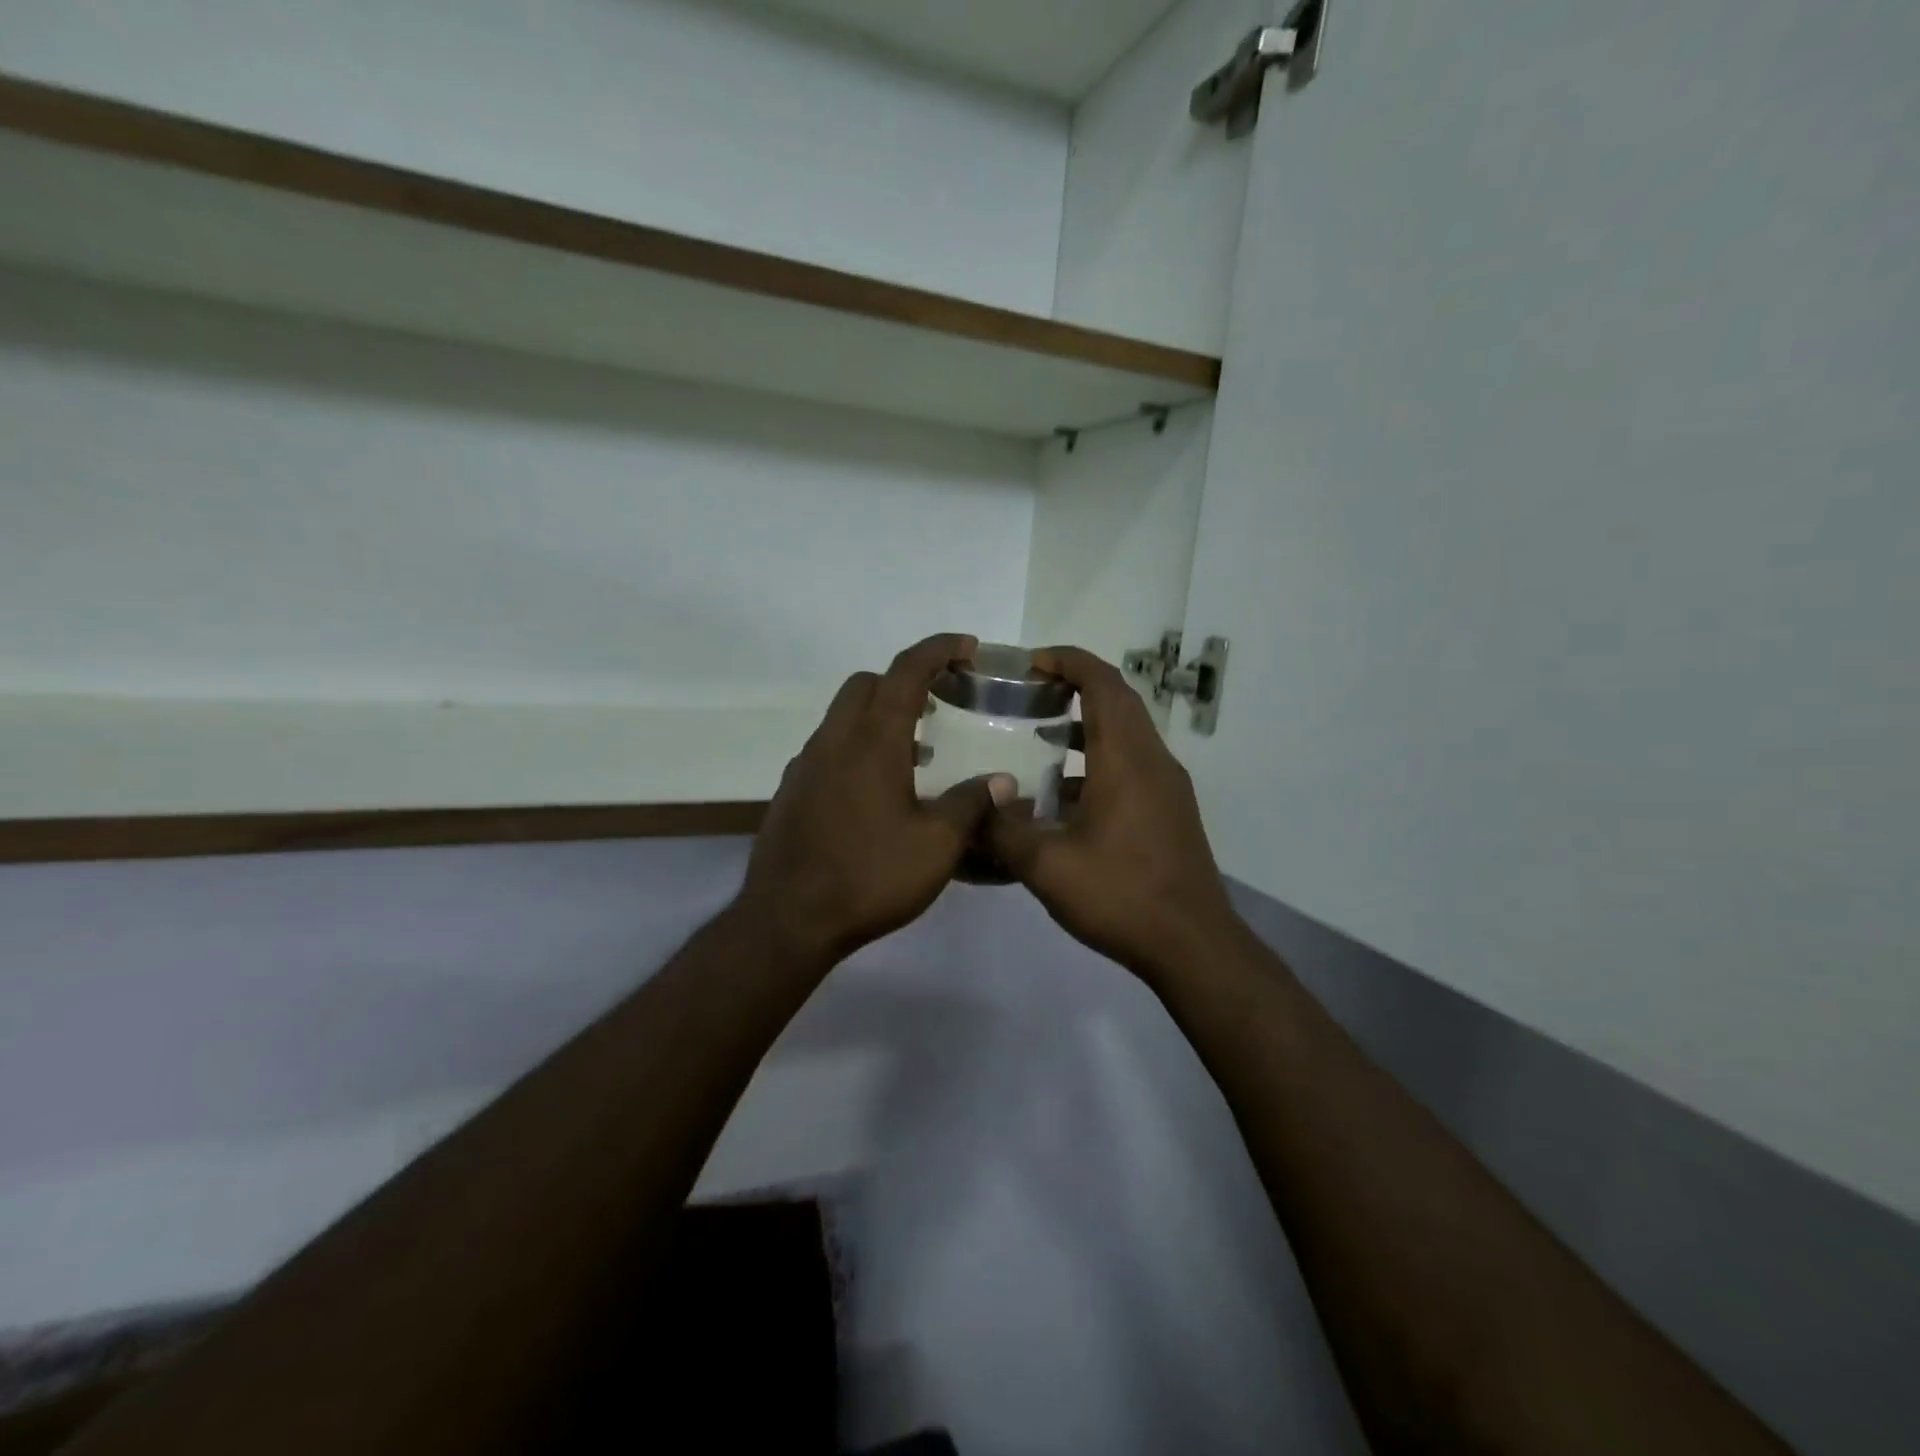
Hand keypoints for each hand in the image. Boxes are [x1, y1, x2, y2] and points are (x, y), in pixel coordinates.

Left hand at [735, 633, 1013, 965]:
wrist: (788, 920)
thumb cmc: (869, 877)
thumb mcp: (937, 846)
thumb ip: (971, 805)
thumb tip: (1002, 781)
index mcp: (872, 741)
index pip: (906, 671)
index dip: (938, 649)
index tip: (968, 647)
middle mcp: (834, 741)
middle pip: (866, 684)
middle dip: (904, 679)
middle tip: (940, 705)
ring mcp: (806, 765)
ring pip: (843, 716)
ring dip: (880, 716)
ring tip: (917, 753)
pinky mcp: (791, 791)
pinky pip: (828, 748)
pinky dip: (857, 747)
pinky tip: (877, 791)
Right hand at [988, 646, 1245, 983]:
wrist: (1192, 945)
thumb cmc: (1120, 895)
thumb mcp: (1047, 867)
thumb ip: (1003, 831)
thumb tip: (976, 807)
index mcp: (1126, 759)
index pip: (1102, 683)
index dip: (1068, 660)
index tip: (1031, 661)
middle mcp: (1152, 761)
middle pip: (1118, 701)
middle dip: (1075, 686)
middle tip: (1029, 692)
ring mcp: (1166, 786)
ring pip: (1126, 734)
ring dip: (1086, 724)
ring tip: (1040, 735)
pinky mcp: (1169, 811)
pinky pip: (1131, 765)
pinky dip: (1097, 760)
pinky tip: (1063, 796)